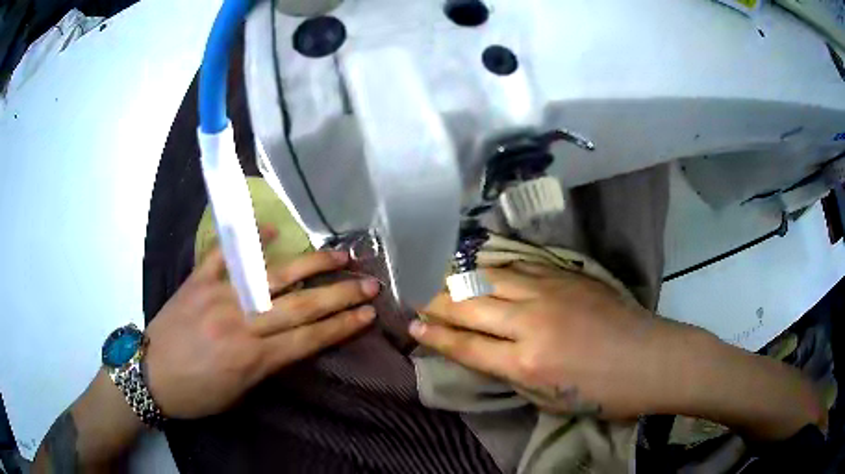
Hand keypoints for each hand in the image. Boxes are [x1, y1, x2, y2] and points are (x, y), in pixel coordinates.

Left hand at [144, 227, 378, 418]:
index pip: (308, 338)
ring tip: (340, 255)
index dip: (341, 326)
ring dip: (310, 265)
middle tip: (369, 283)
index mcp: (252, 358)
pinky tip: (272, 229)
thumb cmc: (196, 394)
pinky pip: (224, 255)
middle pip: (300, 306)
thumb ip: (267, 364)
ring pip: (273, 277)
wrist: (149, 375)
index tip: (368, 315)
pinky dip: (249, 240)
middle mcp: (241, 323)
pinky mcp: (198, 281)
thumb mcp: (239, 392)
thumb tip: (294, 341)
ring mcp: (218, 296)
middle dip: (340, 295)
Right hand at [411, 262, 662, 418]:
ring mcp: (549, 292)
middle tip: (416, 300)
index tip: (411, 327)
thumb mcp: (549, 400)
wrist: (651, 358)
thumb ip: (513, 375)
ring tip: (440, 282)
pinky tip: (482, 270)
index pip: (465, 345)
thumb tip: (485, 355)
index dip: (434, 336)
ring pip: (490, 278)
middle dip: (436, 303)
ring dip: (460, 281)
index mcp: (526, 363)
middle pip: (469, 306)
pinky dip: (494, 270)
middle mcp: (531, 322)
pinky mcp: (566, 275)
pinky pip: (519, 267)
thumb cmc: (603, 392)